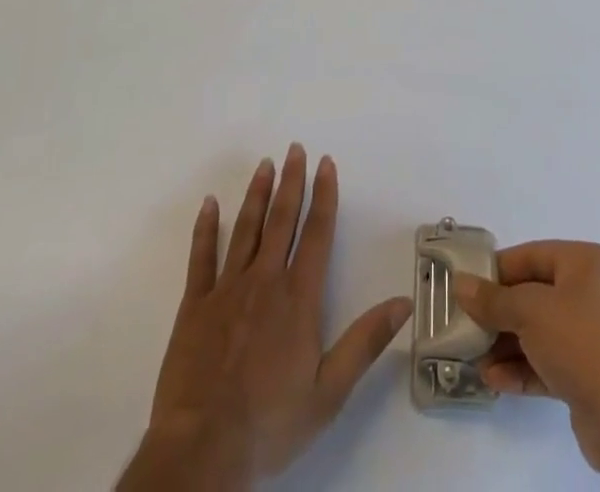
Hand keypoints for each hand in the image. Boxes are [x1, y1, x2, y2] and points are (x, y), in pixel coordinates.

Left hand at [118, 145, 412, 489]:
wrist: (203, 452)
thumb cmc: (271, 423)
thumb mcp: (329, 392)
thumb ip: (366, 342)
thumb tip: (404, 302)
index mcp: (298, 298)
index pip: (316, 233)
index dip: (324, 195)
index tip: (326, 163)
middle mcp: (264, 281)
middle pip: (282, 220)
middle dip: (292, 182)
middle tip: (295, 148)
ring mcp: (226, 289)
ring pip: (245, 229)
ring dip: (257, 194)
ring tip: (264, 164)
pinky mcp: (195, 305)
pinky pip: (201, 257)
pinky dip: (206, 228)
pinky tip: (210, 204)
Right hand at [454, 241, 599, 490]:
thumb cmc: (582, 343)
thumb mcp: (530, 312)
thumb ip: (493, 299)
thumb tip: (461, 284)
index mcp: (584, 262)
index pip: (530, 256)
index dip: (496, 271)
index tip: (466, 287)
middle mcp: (589, 292)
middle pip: (532, 294)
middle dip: (498, 313)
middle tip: (465, 326)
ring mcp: (590, 334)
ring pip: (538, 331)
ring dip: (506, 344)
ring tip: (475, 359)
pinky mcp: (588, 373)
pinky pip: (547, 361)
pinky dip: (522, 368)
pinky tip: (494, 381)